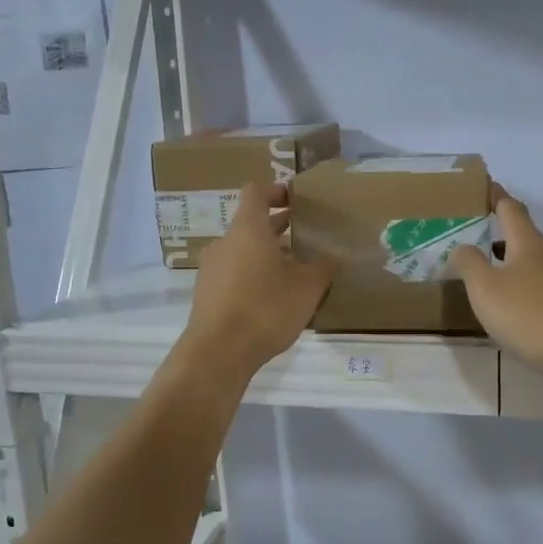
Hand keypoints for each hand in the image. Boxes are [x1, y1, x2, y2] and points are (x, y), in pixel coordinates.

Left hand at [181, 181, 335, 389]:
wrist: (218, 353)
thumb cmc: (265, 308)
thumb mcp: (307, 287)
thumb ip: (324, 266)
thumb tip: (335, 255)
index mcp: (247, 228)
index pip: (256, 191)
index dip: (276, 190)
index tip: (297, 200)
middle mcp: (225, 242)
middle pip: (251, 223)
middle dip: (279, 227)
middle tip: (307, 236)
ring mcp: (212, 269)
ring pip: (243, 251)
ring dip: (267, 254)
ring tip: (295, 271)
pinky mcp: (207, 294)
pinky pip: (234, 274)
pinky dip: (254, 276)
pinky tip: (274, 299)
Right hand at [450, 189, 542, 387]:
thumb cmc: (531, 317)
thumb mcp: (486, 290)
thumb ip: (469, 264)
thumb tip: (464, 246)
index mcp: (530, 244)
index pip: (511, 210)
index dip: (497, 197)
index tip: (487, 188)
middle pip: (529, 239)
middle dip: (506, 243)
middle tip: (483, 253)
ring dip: (524, 271)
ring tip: (504, 290)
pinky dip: (540, 295)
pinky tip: (532, 316)